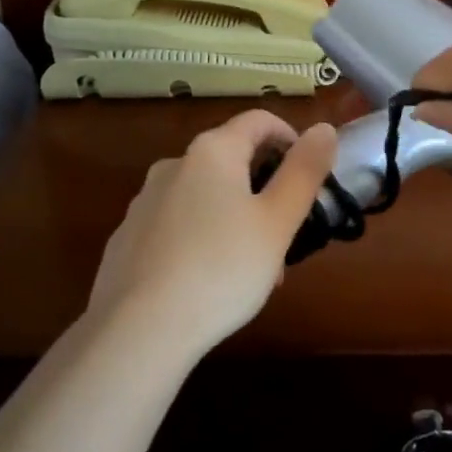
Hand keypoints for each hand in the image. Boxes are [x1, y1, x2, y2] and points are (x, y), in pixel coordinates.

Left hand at [88, 109, 338, 359]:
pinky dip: (202, 238)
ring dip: (236, 217)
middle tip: (286, 234)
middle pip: (232, 160)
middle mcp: (173, 165)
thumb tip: (324, 128)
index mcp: (212, 151)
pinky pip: (177, 225)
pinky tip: (210, 282)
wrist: (139, 330)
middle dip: (265, 189)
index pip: (259, 121)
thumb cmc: (222, 268)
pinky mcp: (127, 238)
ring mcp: (144, 202)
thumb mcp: (279, 221)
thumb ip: (304, 171)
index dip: (291, 139)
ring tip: (254, 268)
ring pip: (205, 196)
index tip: (309, 176)